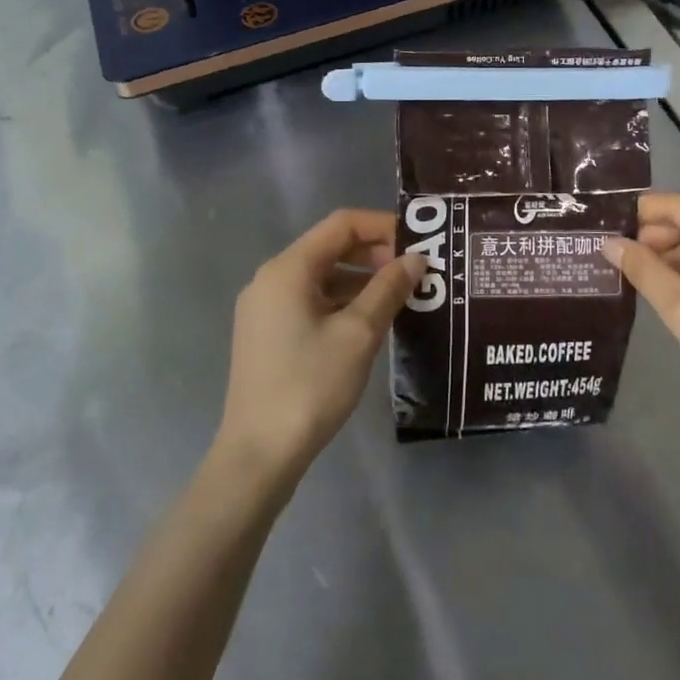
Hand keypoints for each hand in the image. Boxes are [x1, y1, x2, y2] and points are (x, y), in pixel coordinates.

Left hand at [216, 209, 424, 488]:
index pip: (341, 224)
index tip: (419, 242)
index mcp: (288, 269)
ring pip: (323, 277)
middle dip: (375, 255)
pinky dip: (343, 302)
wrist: (259, 454)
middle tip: (417, 272)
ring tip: (403, 298)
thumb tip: (416, 259)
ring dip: (362, 281)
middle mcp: (271, 279)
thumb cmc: (310, 385)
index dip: (383, 226)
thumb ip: (388, 289)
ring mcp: (266, 308)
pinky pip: (312, 302)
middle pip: (331, 248)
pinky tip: (372, 322)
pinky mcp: (268, 334)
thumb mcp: (359, 334)